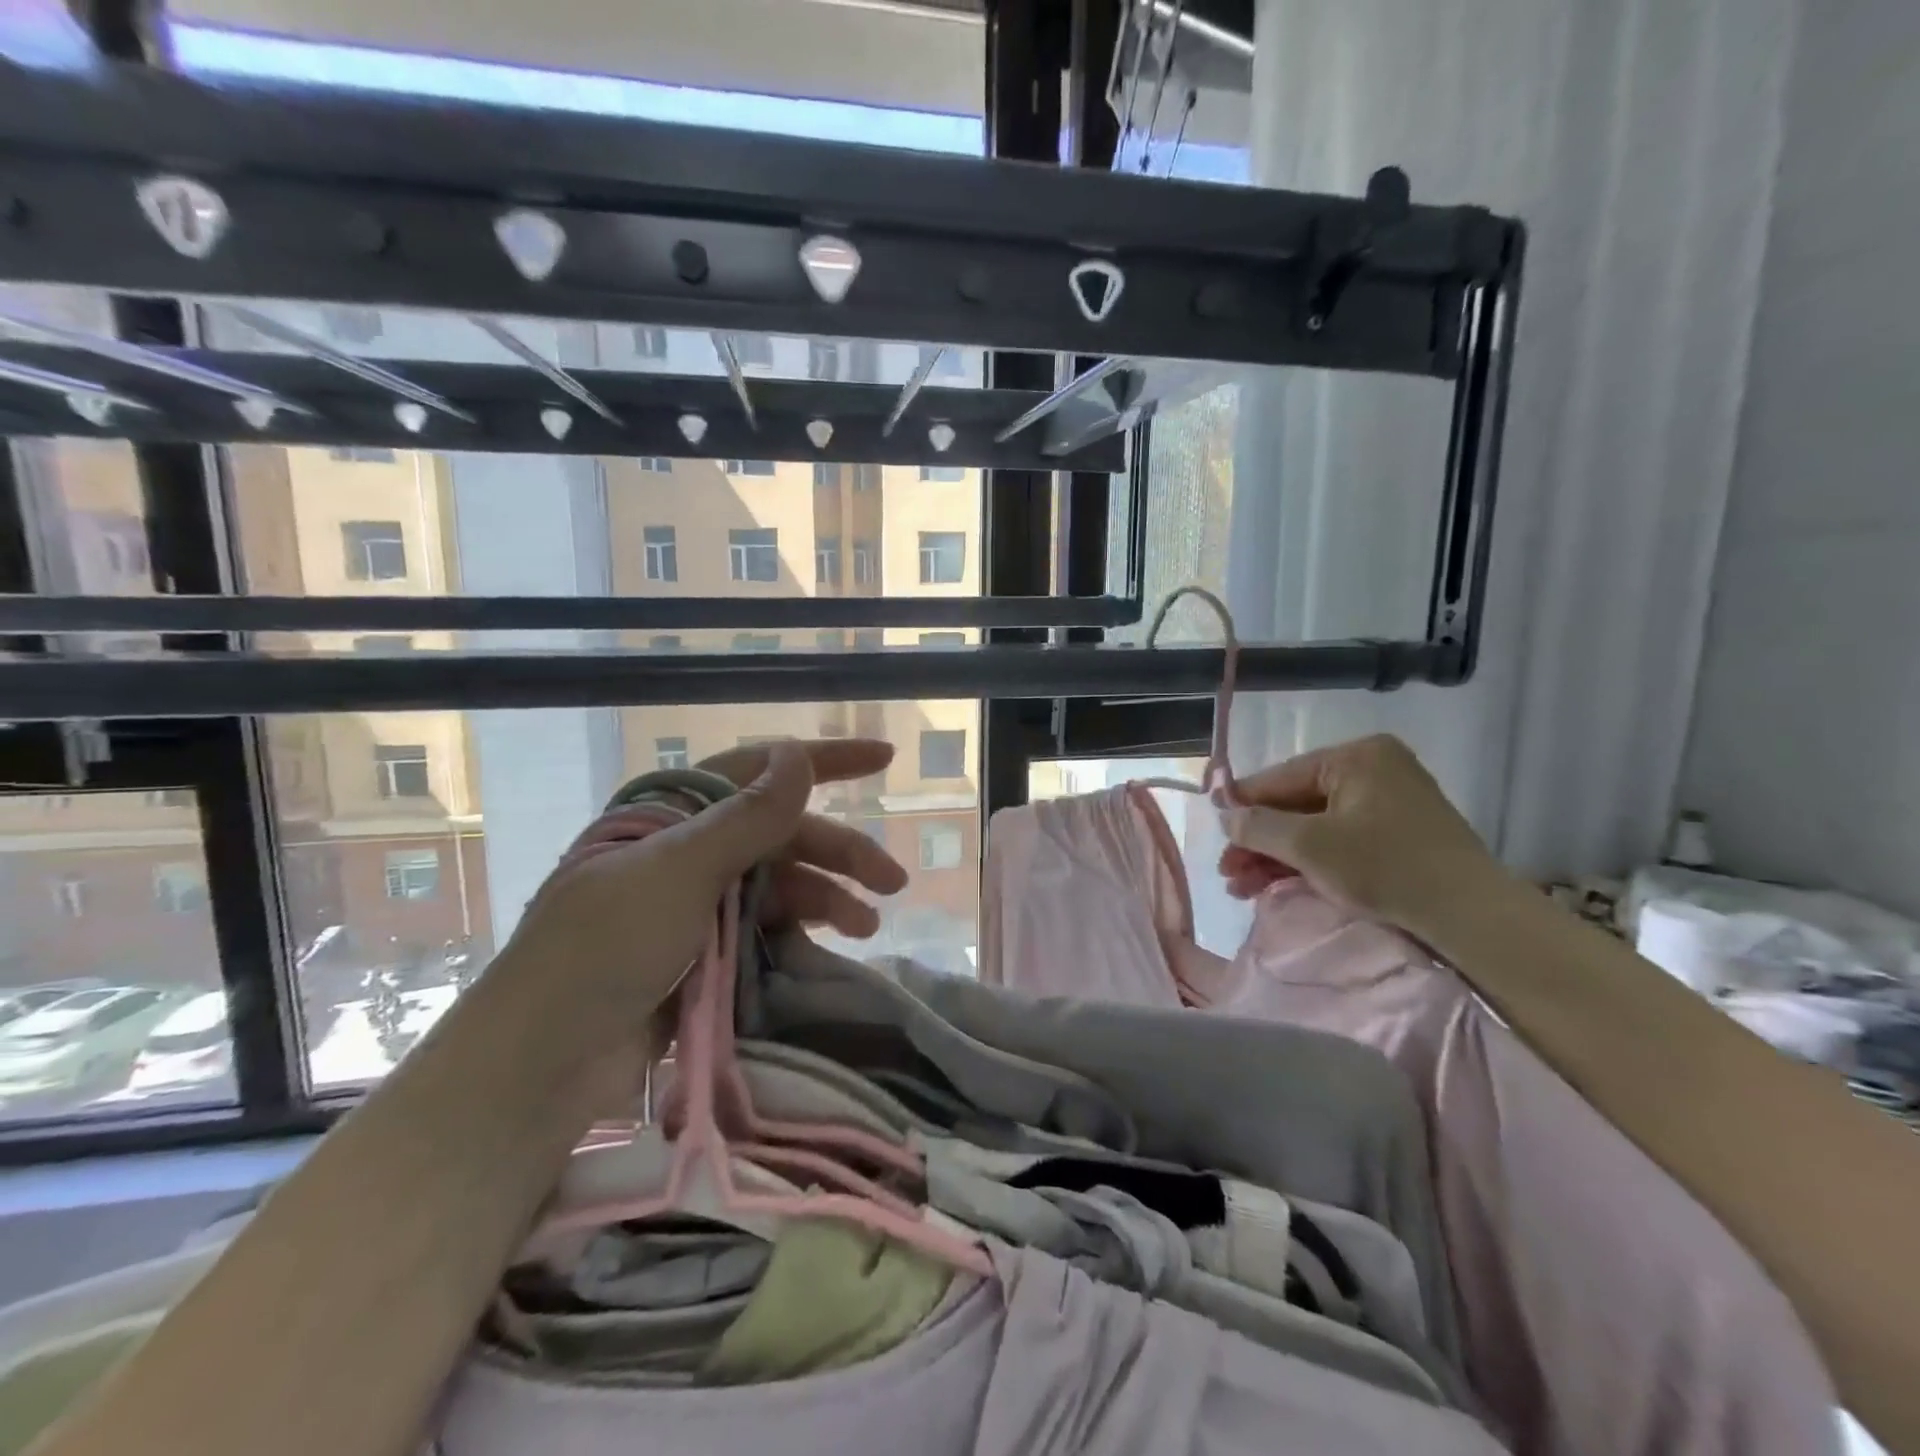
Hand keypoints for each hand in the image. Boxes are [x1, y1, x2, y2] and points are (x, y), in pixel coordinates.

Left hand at [506, 739, 906, 1044]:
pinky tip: (831, 948)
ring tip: (869, 926)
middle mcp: (685, 850)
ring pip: (778, 883)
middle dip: (839, 850)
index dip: (823, 760)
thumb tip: (799, 754)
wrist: (541, 1068)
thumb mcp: (679, 872)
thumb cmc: (603, 950)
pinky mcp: (701, 954)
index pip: (757, 768)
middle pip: (779, 833)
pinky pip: (765, 928)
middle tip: (892, 881)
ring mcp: (693, 905)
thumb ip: (747, 816)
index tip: (883, 758)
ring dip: (827, 897)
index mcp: (671, 814)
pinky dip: (801, 932)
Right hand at [1217, 734, 1512, 941]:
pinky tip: (1277, 884)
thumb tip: (1224, 815)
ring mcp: (1388, 801)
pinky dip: (1307, 861)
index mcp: (1356, 756)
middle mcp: (1373, 769)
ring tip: (1241, 887)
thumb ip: (1258, 826)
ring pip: (1314, 826)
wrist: (1473, 917)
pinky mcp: (1398, 834)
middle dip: (1258, 842)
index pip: (1280, 777)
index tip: (1211, 829)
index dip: (1241, 805)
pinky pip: (1338, 839)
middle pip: (1295, 804)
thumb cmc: (1386, 867)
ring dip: (1276, 856)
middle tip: (1227, 871)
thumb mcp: (1310, 846)